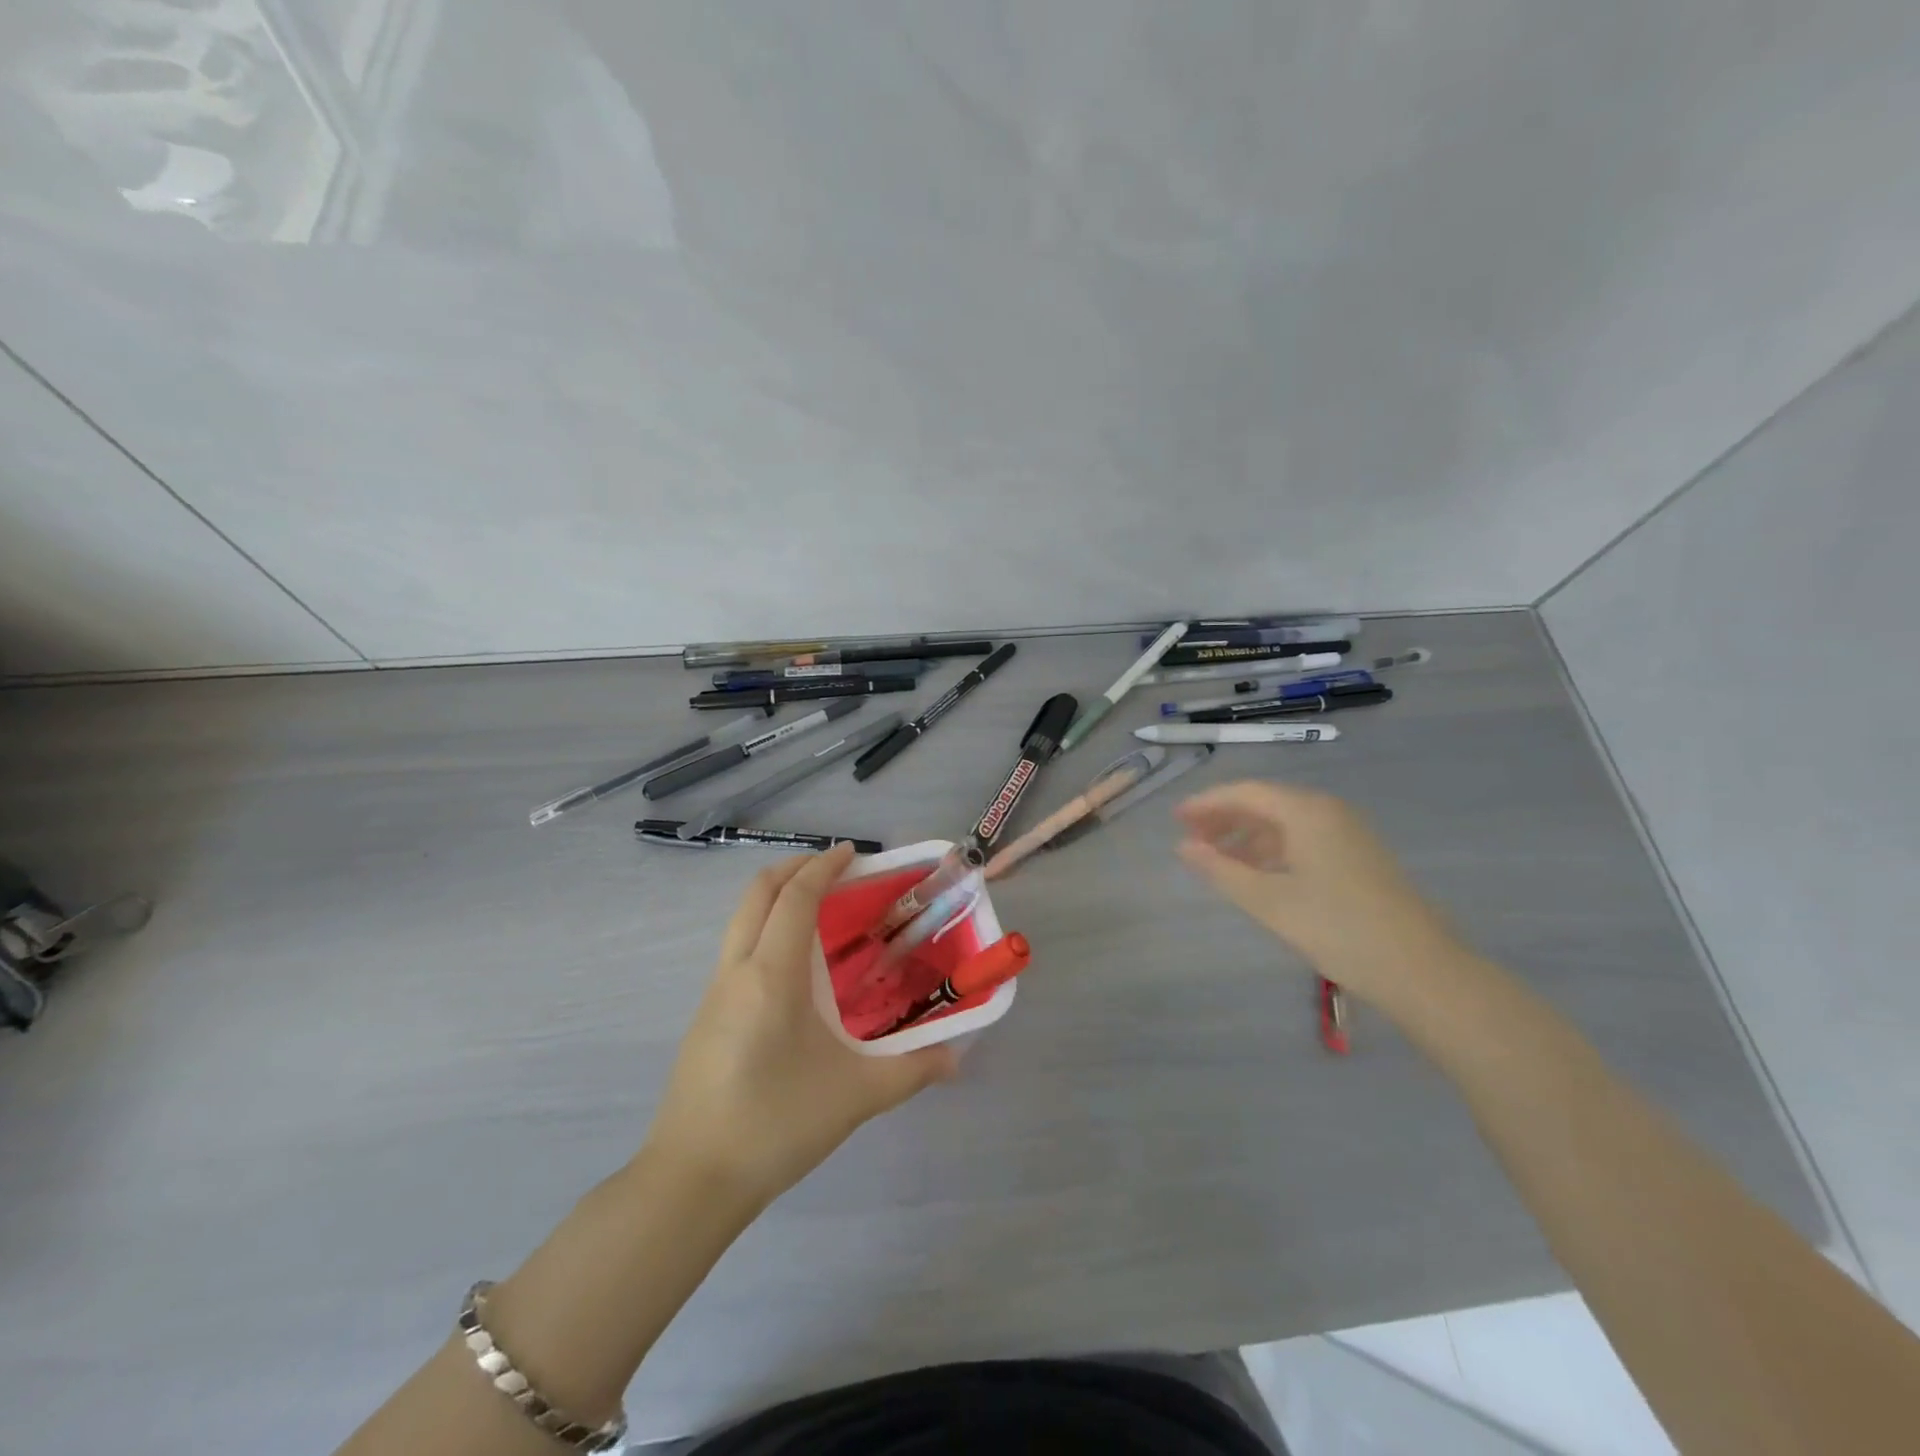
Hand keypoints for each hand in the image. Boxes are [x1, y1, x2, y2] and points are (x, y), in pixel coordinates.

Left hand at [642, 844, 957, 1206]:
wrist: (691, 1181)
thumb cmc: (775, 1125)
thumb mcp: (855, 1096)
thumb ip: (912, 1070)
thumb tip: (957, 1057)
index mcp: (771, 975)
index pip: (795, 897)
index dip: (824, 868)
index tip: (853, 854)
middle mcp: (736, 971)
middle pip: (757, 893)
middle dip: (794, 869)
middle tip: (835, 871)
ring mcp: (714, 993)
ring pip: (741, 919)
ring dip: (776, 898)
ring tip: (819, 911)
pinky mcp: (705, 1017)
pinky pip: (736, 948)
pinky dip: (764, 929)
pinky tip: (793, 967)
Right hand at [1175, 780, 1468, 1010]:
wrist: (1420, 969)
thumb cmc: (1337, 928)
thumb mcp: (1268, 901)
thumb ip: (1221, 870)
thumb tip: (1183, 848)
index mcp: (1306, 811)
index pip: (1245, 792)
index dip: (1206, 804)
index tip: (1175, 820)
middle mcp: (1328, 811)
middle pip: (1265, 803)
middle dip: (1224, 819)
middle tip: (1190, 839)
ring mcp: (1348, 832)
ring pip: (1284, 822)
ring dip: (1247, 836)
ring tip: (1217, 860)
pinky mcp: (1358, 855)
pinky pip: (1303, 838)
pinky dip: (1273, 849)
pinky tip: (1258, 873)